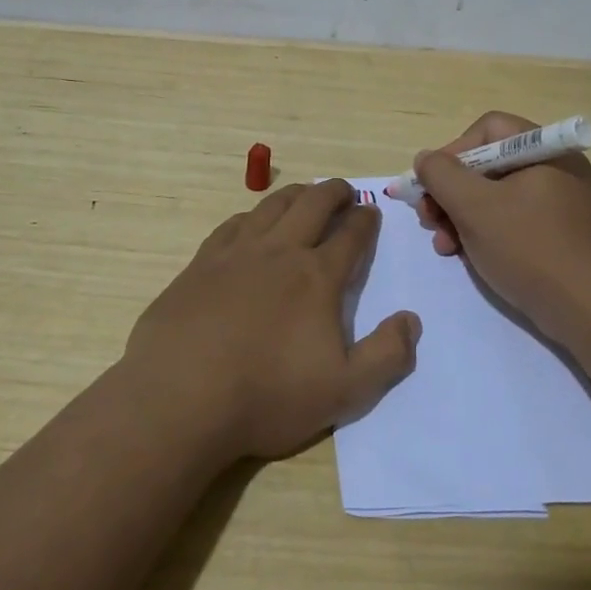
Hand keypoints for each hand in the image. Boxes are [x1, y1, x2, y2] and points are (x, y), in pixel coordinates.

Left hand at [122, 180, 420, 461]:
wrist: (179, 397)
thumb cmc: (267, 396)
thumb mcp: (345, 391)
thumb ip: (387, 355)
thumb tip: (411, 319)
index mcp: (317, 276)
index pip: (351, 234)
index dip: (366, 220)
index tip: (371, 213)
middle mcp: (280, 251)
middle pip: (313, 204)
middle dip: (335, 192)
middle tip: (345, 192)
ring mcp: (236, 253)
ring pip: (272, 206)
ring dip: (296, 195)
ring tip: (305, 195)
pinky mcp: (201, 264)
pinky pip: (233, 224)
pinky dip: (252, 215)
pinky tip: (251, 223)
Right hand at [413, 111, 590, 342]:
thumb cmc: (530, 248)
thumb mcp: (474, 207)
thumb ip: (441, 175)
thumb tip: (426, 159)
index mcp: (544, 150)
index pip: (487, 129)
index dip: (452, 152)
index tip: (431, 185)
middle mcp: (555, 168)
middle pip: (488, 164)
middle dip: (451, 191)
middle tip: (428, 218)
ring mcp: (559, 203)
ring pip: (495, 196)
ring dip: (460, 216)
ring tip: (443, 245)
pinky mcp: (559, 234)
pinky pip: (512, 220)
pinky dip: (484, 232)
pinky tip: (465, 255)